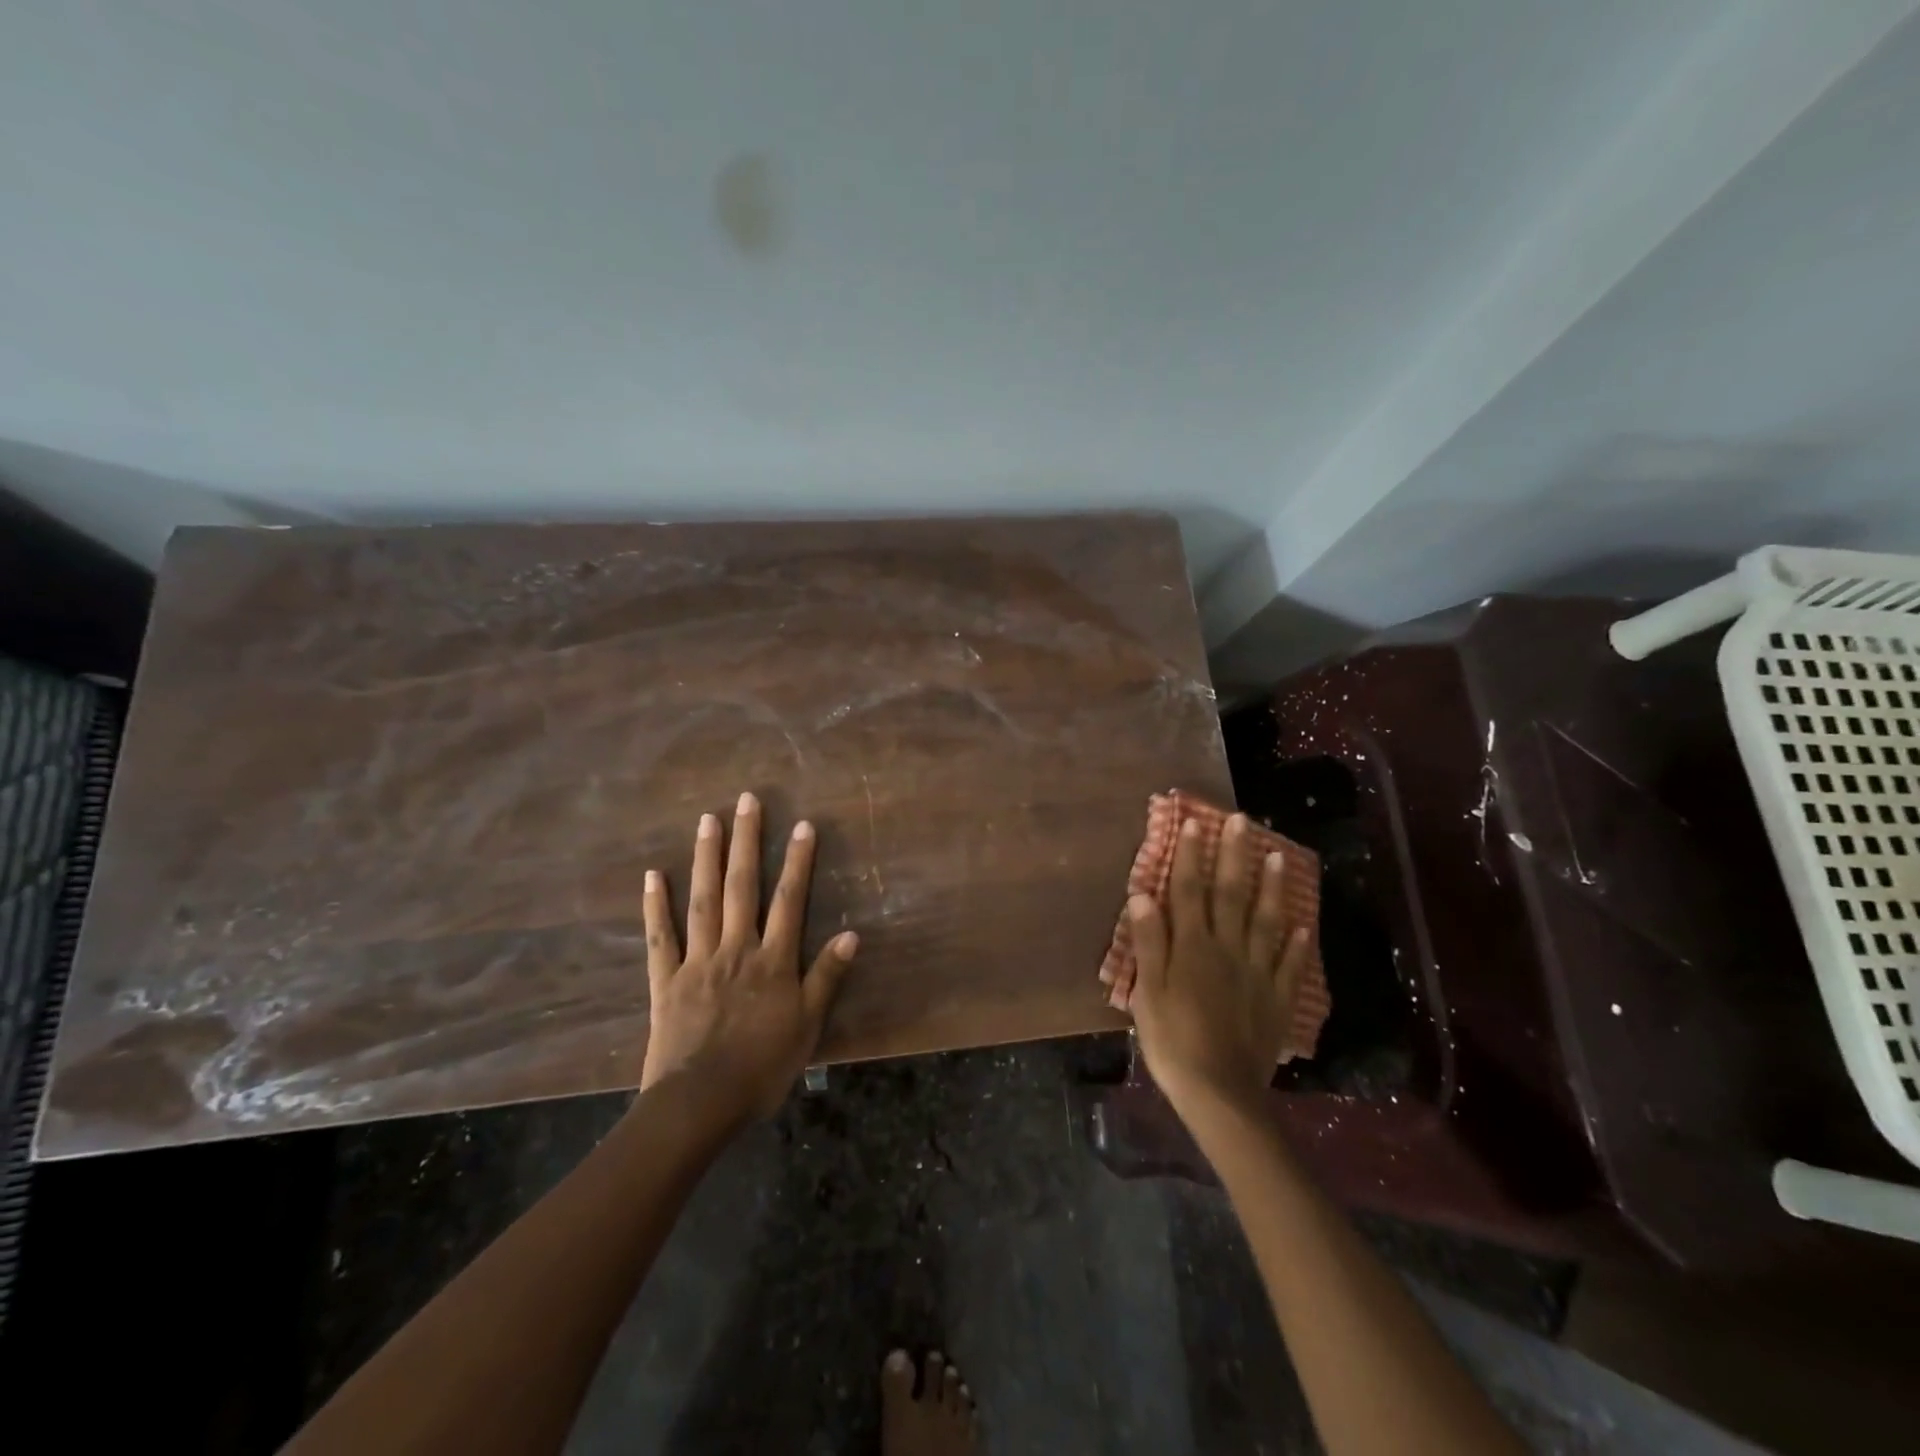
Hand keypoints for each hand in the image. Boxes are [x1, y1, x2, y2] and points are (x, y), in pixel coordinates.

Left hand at [640, 792, 858, 1118]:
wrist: (699, 1104)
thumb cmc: (762, 1068)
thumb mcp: (807, 1026)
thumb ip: (826, 978)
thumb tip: (852, 935)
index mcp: (772, 960)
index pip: (789, 900)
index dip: (798, 861)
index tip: (803, 825)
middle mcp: (736, 949)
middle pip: (743, 887)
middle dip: (747, 842)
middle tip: (747, 801)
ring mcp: (697, 961)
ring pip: (703, 900)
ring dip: (706, 858)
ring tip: (707, 820)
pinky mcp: (666, 981)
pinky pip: (661, 937)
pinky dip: (656, 906)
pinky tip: (653, 875)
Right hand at [1126, 813, 1311, 1118]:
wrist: (1219, 1092)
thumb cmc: (1172, 1040)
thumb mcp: (1147, 992)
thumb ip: (1149, 942)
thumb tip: (1143, 894)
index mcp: (1193, 946)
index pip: (1189, 890)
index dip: (1189, 855)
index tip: (1194, 822)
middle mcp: (1228, 949)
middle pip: (1232, 894)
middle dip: (1234, 855)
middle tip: (1241, 821)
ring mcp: (1258, 973)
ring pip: (1267, 921)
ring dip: (1272, 887)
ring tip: (1280, 855)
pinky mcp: (1277, 1000)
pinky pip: (1291, 965)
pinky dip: (1296, 943)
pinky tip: (1302, 925)